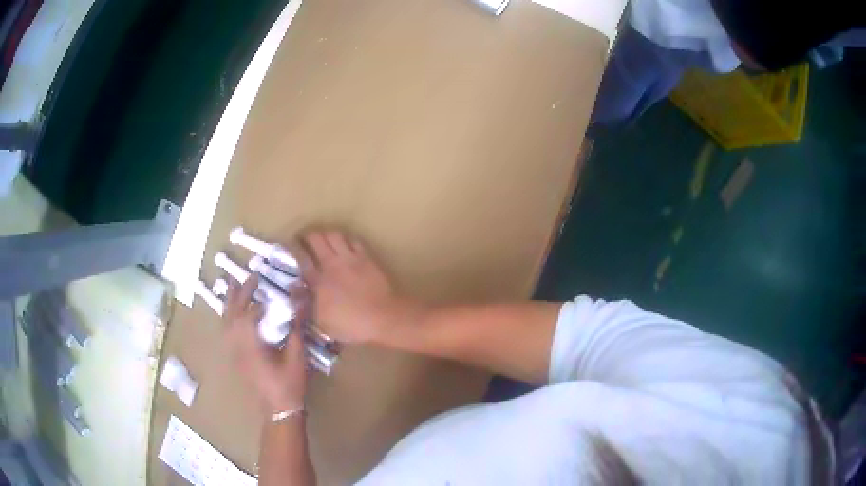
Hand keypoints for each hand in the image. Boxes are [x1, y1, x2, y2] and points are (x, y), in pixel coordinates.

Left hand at [224, 275, 307, 413]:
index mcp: (251, 343)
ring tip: (232, 286)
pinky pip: (226, 331)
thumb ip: (296, 327)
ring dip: (230, 302)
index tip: (265, 282)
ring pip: (226, 322)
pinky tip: (232, 312)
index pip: (249, 312)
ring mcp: (233, 352)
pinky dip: (228, 316)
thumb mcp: (297, 356)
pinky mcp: (234, 358)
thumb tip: (300, 302)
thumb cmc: (289, 384)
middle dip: (239, 293)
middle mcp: (237, 345)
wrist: (278, 410)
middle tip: (250, 277)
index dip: (256, 296)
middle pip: (233, 313)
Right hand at [296, 231, 420, 343]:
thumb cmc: (351, 325)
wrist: (383, 317)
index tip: (289, 246)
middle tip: (304, 239)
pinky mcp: (366, 257)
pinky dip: (346, 239)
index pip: (301, 259)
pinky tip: (344, 244)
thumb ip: (306, 305)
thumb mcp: (322, 323)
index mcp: (318, 281)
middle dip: (307, 236)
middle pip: (316, 239)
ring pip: (334, 235)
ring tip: (323, 239)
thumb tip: (294, 288)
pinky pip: (353, 240)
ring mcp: (350, 259)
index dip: (293, 250)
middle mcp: (331, 265)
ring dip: (326, 234)